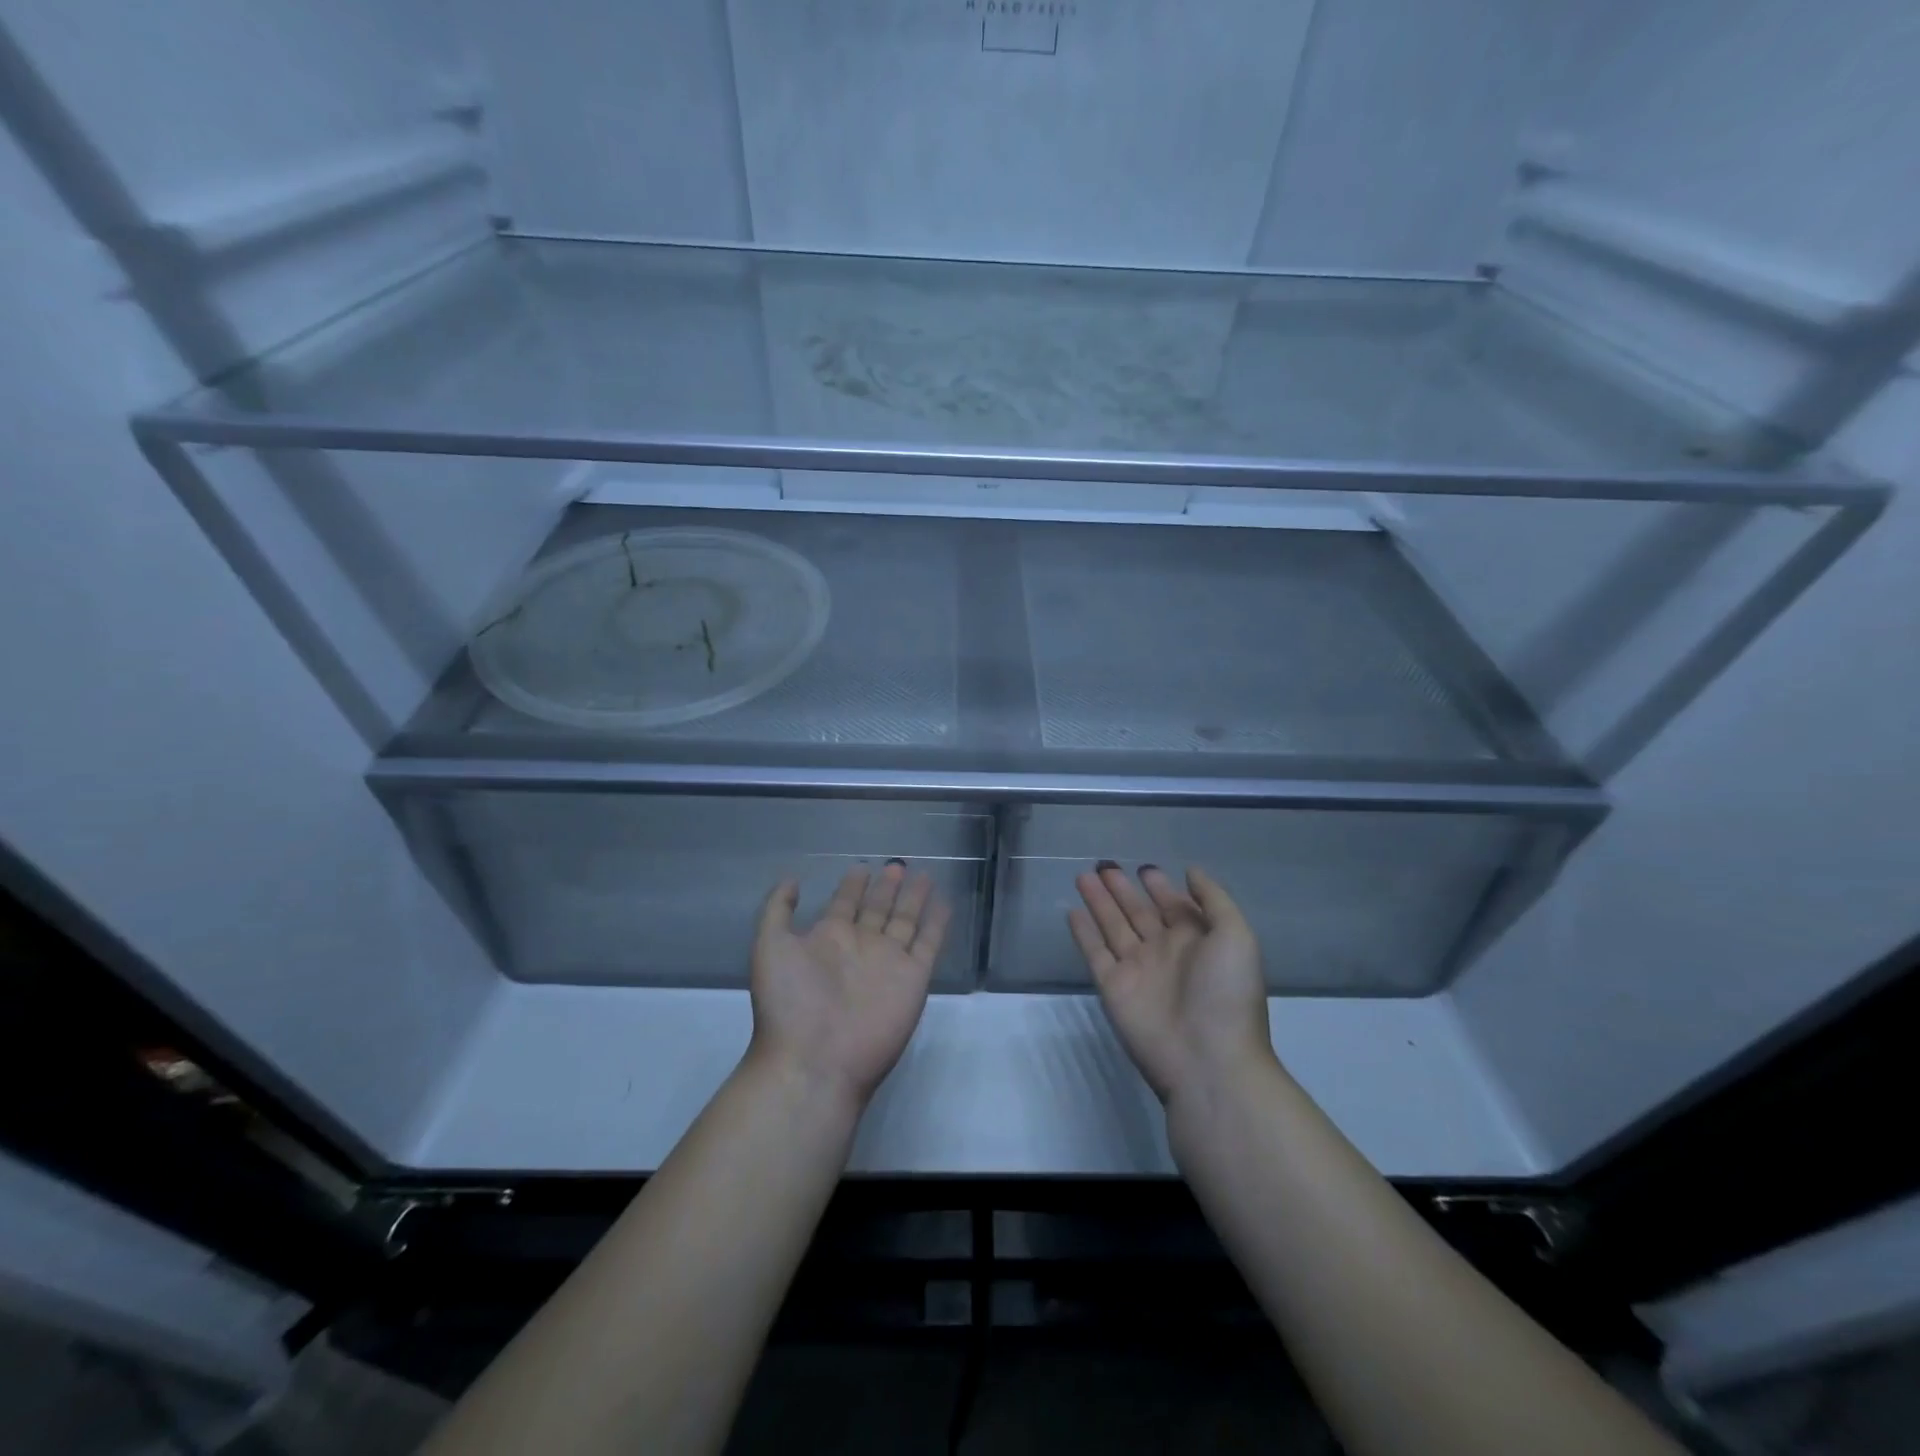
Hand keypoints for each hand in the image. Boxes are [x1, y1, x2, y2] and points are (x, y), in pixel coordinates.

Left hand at [749, 861, 951, 1107]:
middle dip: (886, 887)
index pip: (844, 903)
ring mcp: (889, 961)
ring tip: (923, 874)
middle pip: (877, 909)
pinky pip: (929, 944)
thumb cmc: (789, 1001)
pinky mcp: (914, 978)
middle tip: (896, 864)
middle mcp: (860, 946)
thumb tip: (794, 879)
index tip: (861, 865)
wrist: (816, 1059)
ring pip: (905, 921)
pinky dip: (937, 924)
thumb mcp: (769, 946)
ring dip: (914, 899)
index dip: (853, 885)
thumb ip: (778, 910)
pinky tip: (944, 903)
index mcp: (827, 939)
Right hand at [1069, 863, 1273, 1105]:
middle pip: (1138, 912)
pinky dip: (1083, 933)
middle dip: (1122, 889)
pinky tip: (1072, 911)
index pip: (1173, 906)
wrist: (1208, 1061)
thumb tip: (1190, 871)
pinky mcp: (1113, 987)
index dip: (1159, 887)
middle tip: (1103, 864)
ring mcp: (1136, 970)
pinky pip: (1094, 953)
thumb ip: (1213, 899)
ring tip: (1083, 876)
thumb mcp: (1236, 936)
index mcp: (1196, 941)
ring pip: (1112, 926)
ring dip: (1099, 902)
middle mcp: (1164, 952)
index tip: (1144, 867)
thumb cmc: (1227, 994)